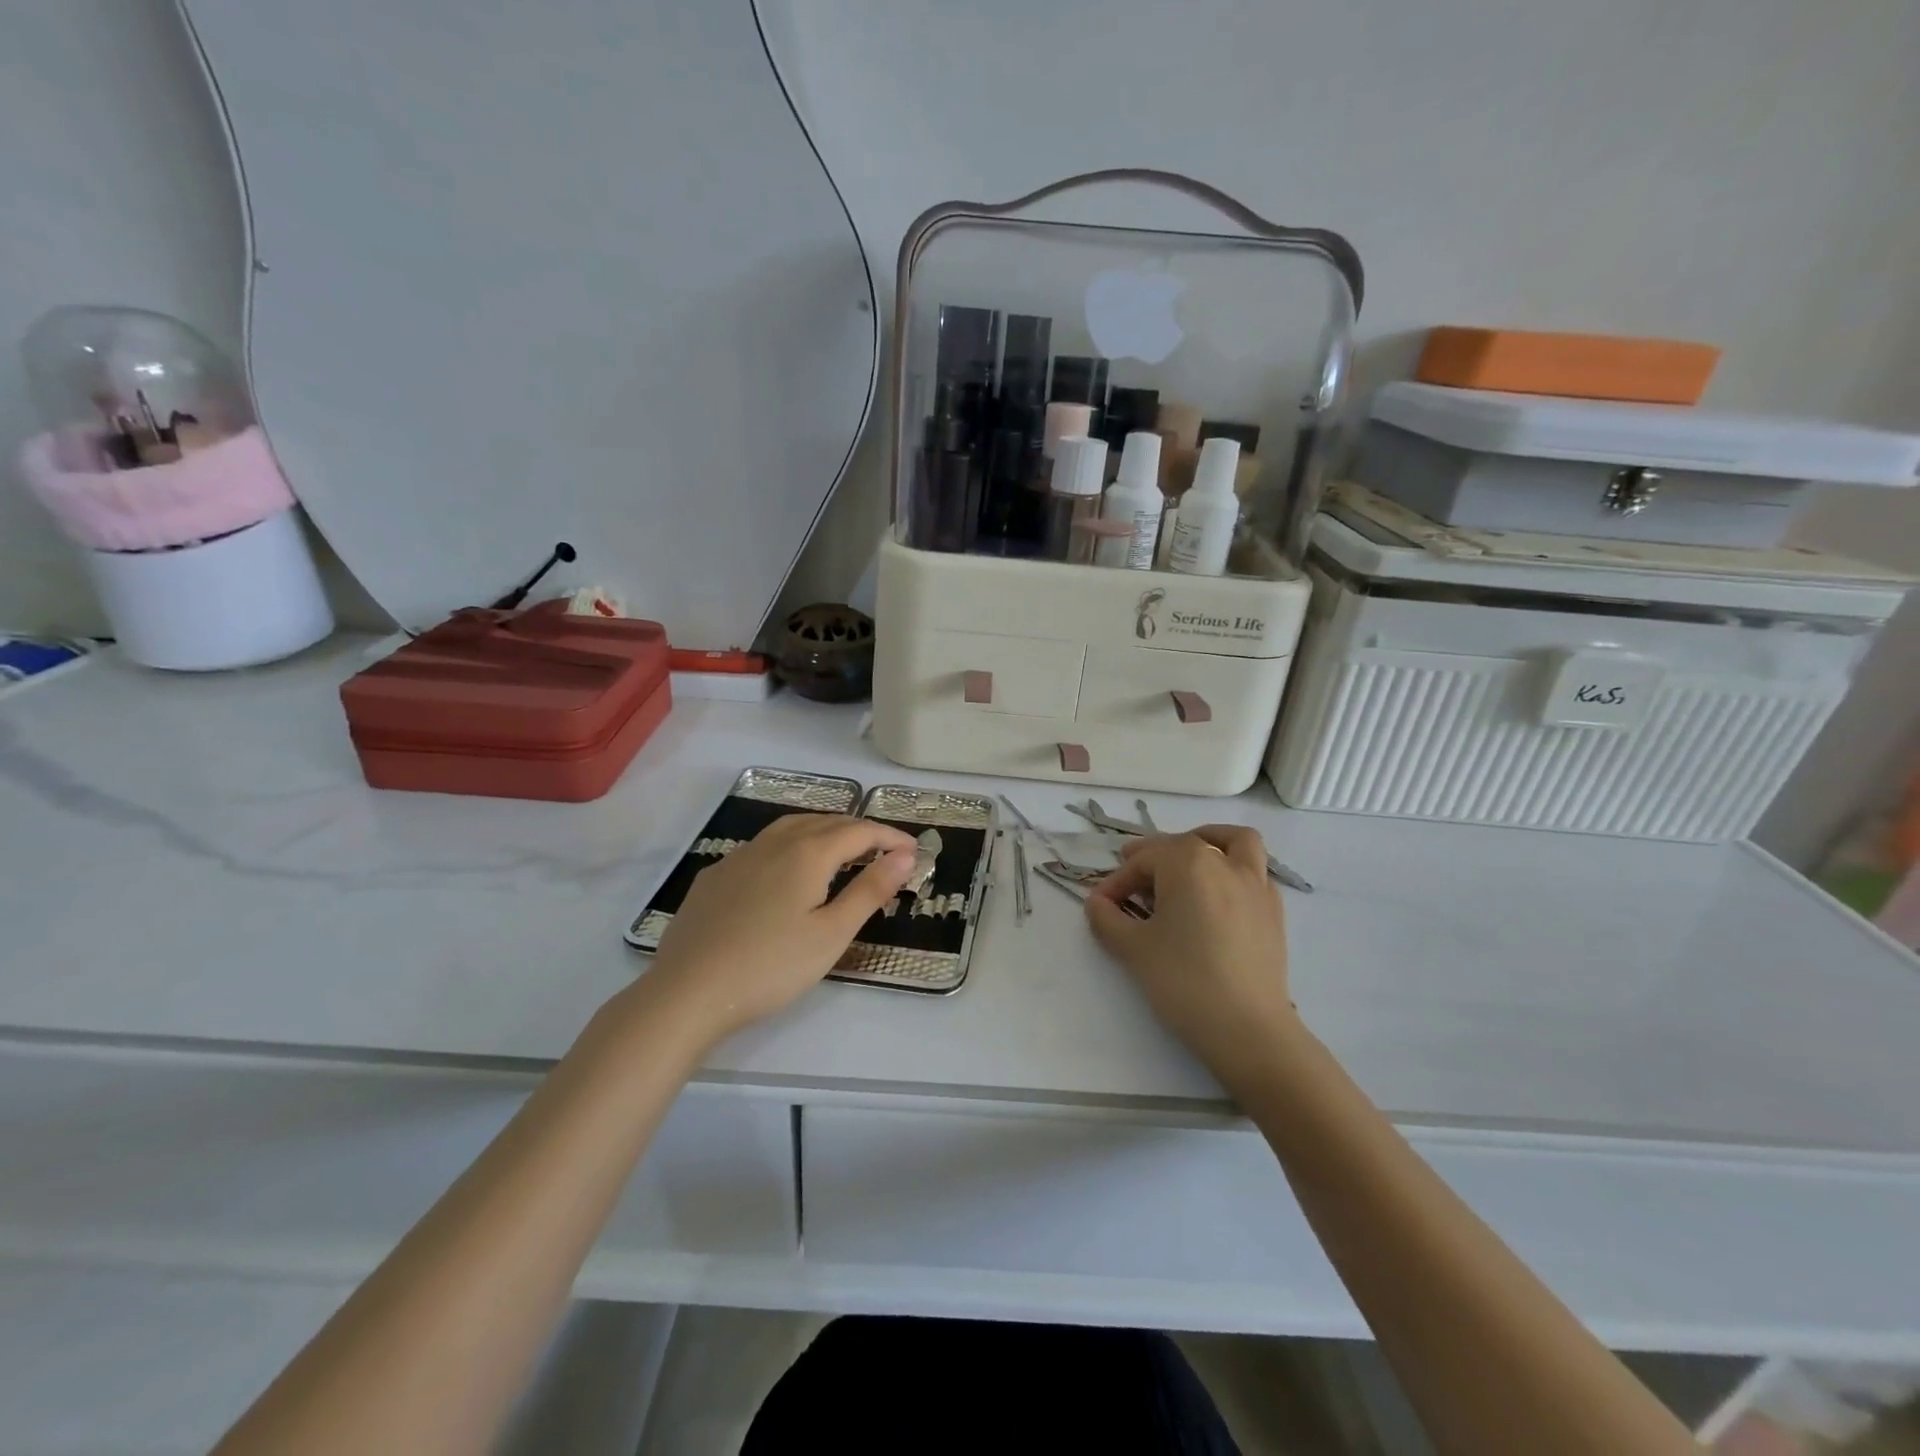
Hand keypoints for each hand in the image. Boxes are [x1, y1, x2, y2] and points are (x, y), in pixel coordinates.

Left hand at [647, 813, 917, 1044]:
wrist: (688, 992)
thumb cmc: (771, 967)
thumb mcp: (831, 934)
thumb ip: (870, 890)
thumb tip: (905, 855)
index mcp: (808, 853)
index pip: (859, 831)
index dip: (889, 837)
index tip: (913, 852)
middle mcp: (774, 843)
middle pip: (825, 822)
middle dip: (860, 830)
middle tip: (884, 850)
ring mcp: (739, 856)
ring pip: (790, 828)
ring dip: (824, 831)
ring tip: (842, 850)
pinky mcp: (715, 876)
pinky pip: (762, 846)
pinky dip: (790, 845)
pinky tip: (786, 870)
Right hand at [1085, 826, 1297, 1090]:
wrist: (1247, 1029)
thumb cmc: (1183, 981)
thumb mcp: (1132, 948)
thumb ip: (1107, 918)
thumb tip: (1098, 904)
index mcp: (1188, 863)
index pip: (1143, 861)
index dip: (1117, 881)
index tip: (1101, 907)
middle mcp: (1224, 863)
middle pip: (1182, 845)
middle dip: (1153, 859)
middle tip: (1131, 886)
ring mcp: (1256, 885)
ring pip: (1234, 842)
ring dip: (1207, 841)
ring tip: (1187, 861)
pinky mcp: (1274, 911)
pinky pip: (1255, 872)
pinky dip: (1233, 871)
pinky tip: (1217, 899)